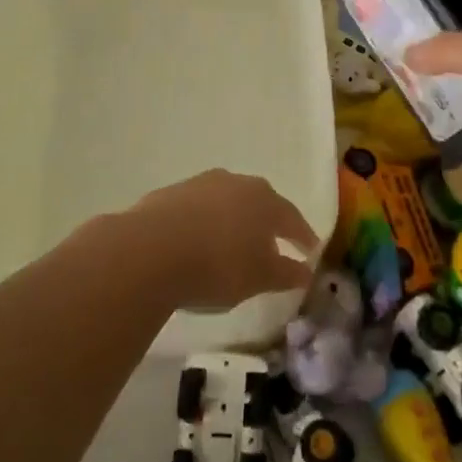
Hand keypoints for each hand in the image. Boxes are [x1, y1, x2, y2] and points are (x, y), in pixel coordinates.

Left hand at [118, 170, 318, 310]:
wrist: (151, 249)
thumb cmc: (218, 265)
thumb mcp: (259, 278)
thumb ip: (285, 273)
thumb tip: (305, 271)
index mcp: (264, 200)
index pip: (292, 217)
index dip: (302, 236)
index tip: (310, 250)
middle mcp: (236, 183)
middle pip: (260, 203)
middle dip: (268, 223)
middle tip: (273, 244)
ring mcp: (201, 184)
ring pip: (227, 202)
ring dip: (234, 220)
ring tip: (233, 244)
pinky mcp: (171, 193)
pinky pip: (197, 209)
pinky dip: (204, 223)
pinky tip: (198, 242)